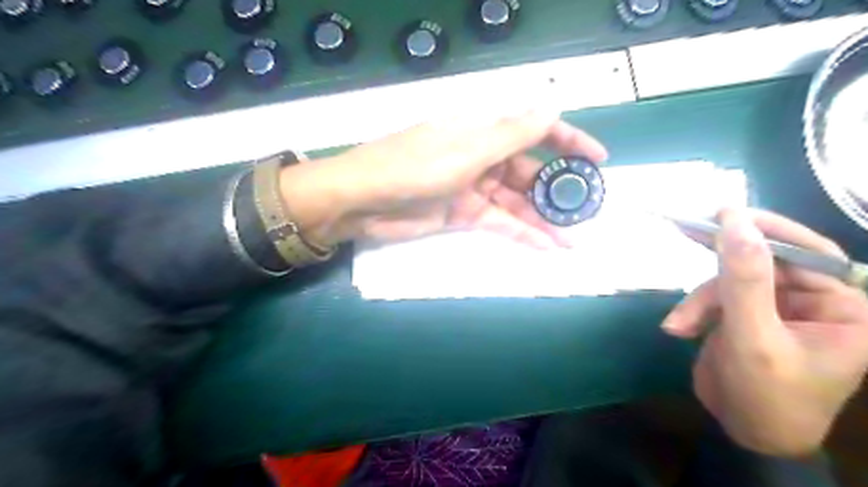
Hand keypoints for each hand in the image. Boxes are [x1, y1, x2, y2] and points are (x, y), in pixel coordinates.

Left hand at [276, 110, 605, 246]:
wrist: (363, 201)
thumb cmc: (413, 167)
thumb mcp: (466, 150)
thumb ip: (510, 135)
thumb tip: (551, 108)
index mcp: (483, 131)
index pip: (534, 131)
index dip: (568, 143)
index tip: (598, 160)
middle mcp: (482, 157)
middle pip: (529, 172)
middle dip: (557, 191)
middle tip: (587, 211)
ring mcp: (473, 188)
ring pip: (516, 202)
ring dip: (543, 220)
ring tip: (573, 238)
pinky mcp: (463, 215)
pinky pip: (499, 222)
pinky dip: (521, 233)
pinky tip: (546, 246)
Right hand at [662, 207, 867, 455]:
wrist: (743, 433)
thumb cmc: (767, 396)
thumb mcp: (753, 337)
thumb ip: (744, 280)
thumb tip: (734, 221)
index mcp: (842, 308)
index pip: (809, 254)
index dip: (768, 230)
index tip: (724, 214)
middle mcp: (811, 302)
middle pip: (762, 262)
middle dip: (721, 264)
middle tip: (688, 229)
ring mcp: (772, 307)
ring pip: (728, 282)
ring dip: (699, 301)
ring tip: (679, 326)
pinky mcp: (742, 314)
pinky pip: (714, 297)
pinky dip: (693, 311)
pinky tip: (679, 329)